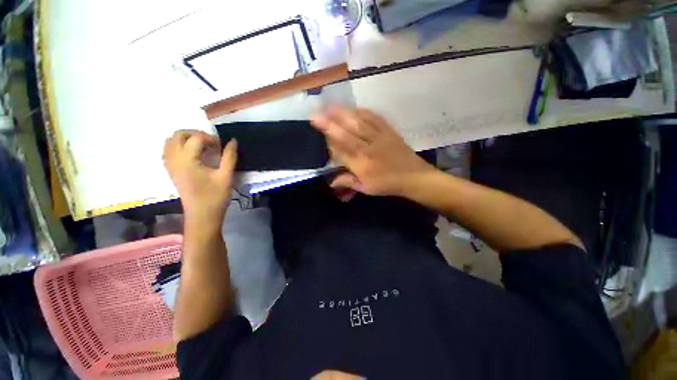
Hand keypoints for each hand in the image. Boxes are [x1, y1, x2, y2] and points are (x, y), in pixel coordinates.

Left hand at [163, 130, 236, 226]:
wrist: (202, 215)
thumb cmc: (215, 196)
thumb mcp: (226, 176)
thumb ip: (229, 157)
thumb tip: (232, 141)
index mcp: (187, 160)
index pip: (196, 138)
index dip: (211, 139)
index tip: (222, 147)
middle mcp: (174, 159)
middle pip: (178, 135)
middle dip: (195, 134)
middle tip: (211, 143)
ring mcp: (170, 165)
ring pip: (170, 142)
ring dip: (186, 139)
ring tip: (202, 146)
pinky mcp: (171, 171)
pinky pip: (168, 151)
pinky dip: (179, 147)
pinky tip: (192, 154)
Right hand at [311, 106, 434, 196]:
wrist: (413, 176)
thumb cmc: (388, 184)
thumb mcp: (367, 188)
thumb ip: (348, 182)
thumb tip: (331, 182)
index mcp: (363, 165)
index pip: (342, 151)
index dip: (329, 140)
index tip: (318, 130)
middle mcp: (369, 150)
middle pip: (347, 134)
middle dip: (331, 123)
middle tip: (316, 113)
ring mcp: (380, 138)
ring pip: (359, 124)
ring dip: (343, 114)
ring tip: (330, 106)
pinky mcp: (389, 131)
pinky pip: (375, 119)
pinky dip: (363, 112)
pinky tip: (354, 108)